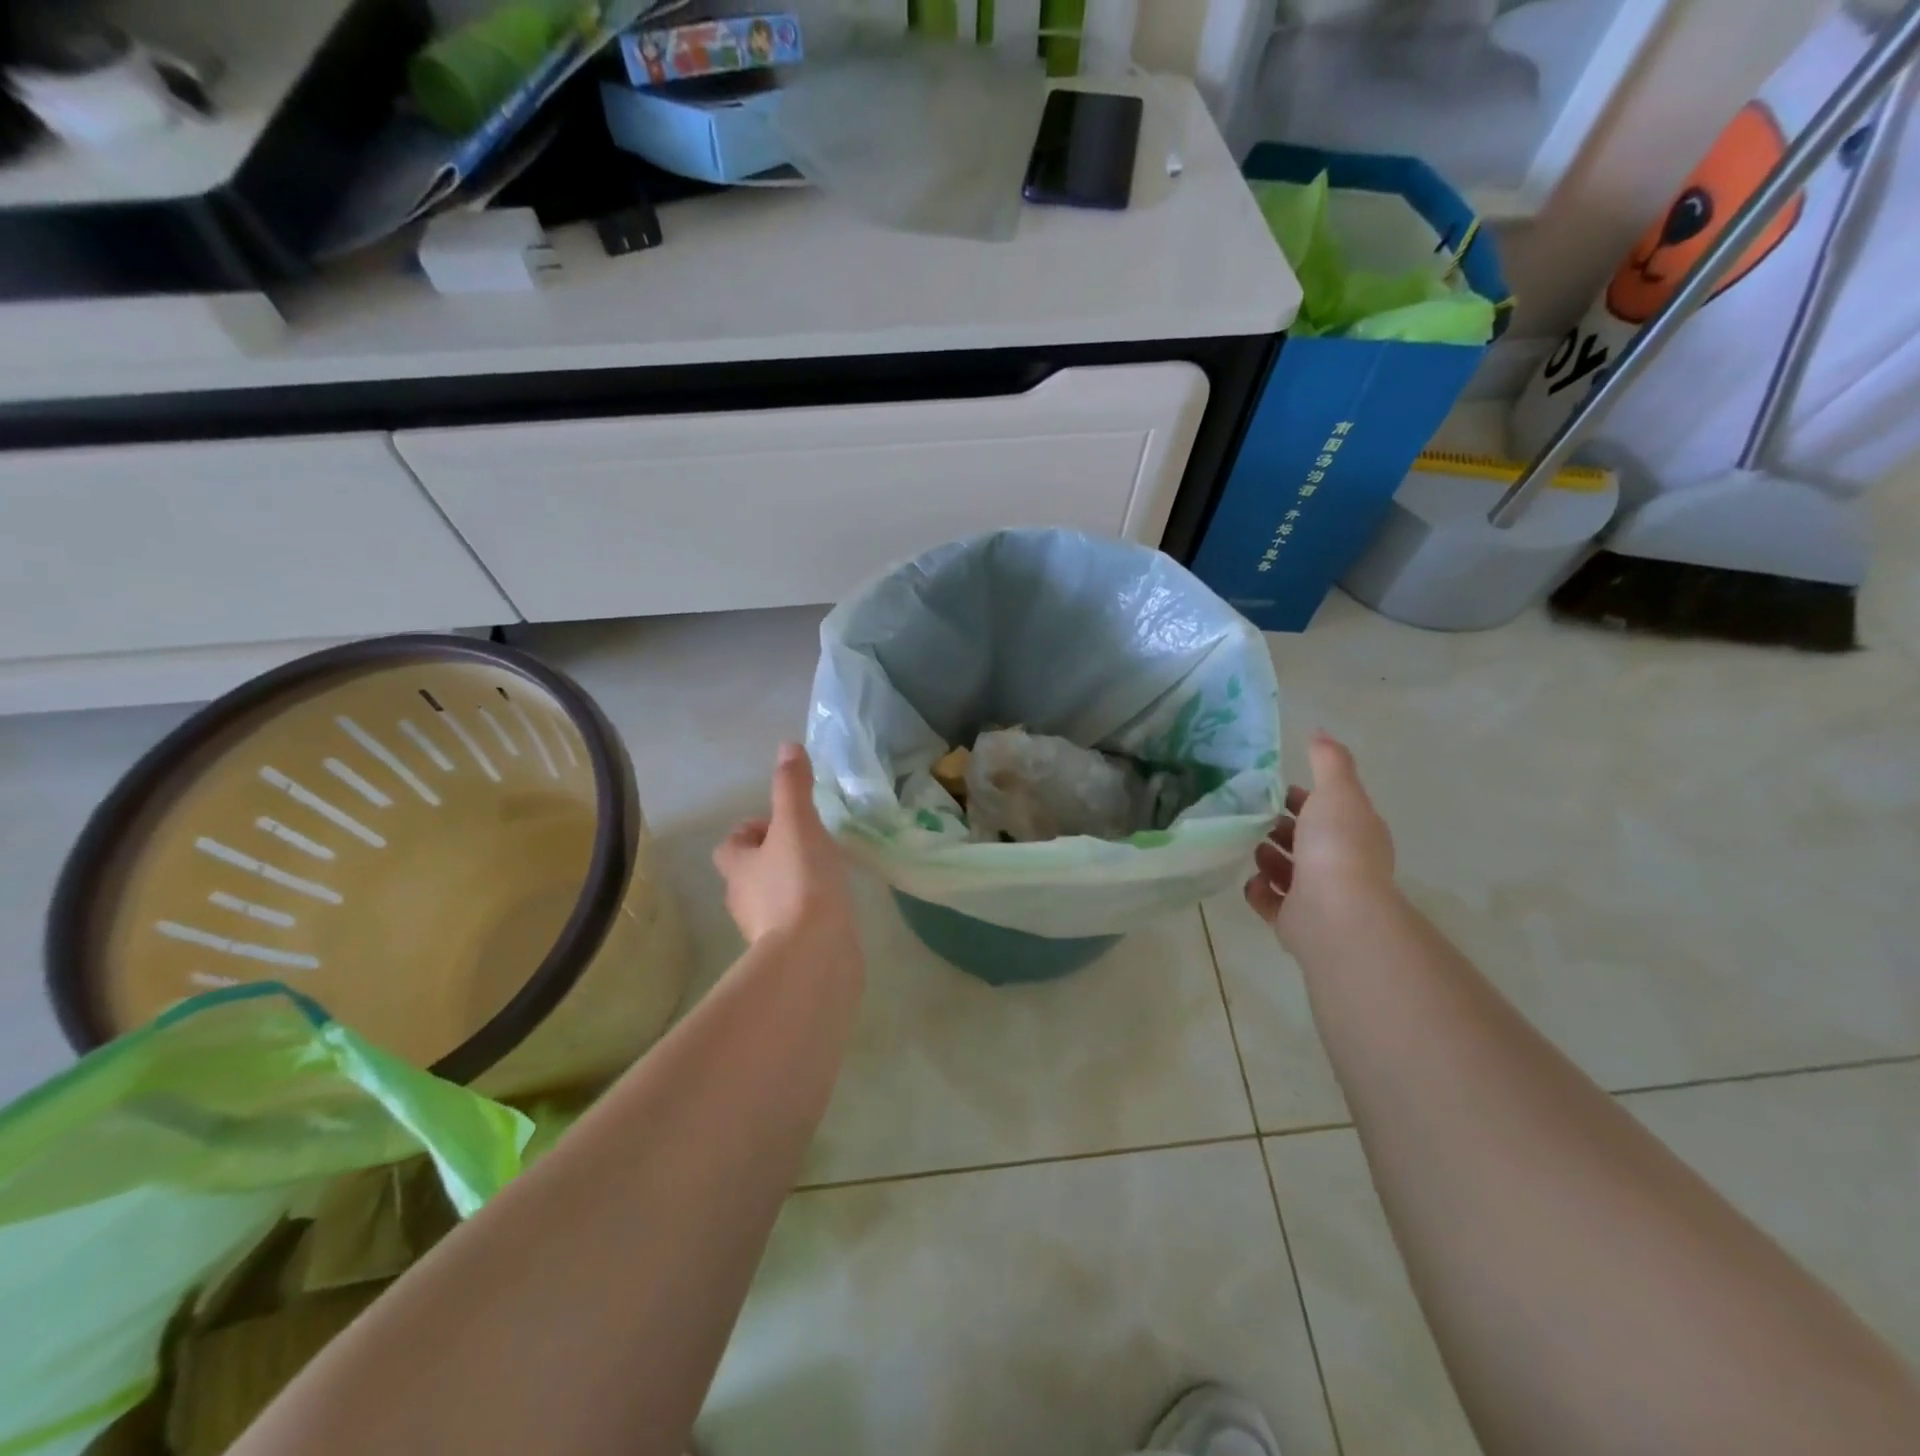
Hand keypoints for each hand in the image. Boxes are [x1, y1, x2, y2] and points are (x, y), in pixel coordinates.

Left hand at [714, 744, 858, 958]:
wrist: (814, 955)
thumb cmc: (800, 883)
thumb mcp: (798, 824)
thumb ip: (792, 787)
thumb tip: (787, 746)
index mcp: (738, 868)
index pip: (731, 844)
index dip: (752, 830)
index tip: (783, 824)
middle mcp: (744, 900)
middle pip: (751, 872)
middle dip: (775, 858)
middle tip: (810, 846)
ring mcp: (765, 930)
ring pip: (773, 898)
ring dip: (793, 885)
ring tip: (827, 875)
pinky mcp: (790, 952)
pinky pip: (796, 924)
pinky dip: (809, 913)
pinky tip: (834, 907)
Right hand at [1245, 731, 1395, 942]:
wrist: (1335, 913)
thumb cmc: (1337, 846)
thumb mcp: (1336, 791)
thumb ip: (1328, 761)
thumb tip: (1320, 731)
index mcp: (1353, 832)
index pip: (1325, 809)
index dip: (1301, 798)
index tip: (1271, 790)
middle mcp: (1339, 863)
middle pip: (1305, 840)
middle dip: (1280, 827)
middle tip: (1250, 816)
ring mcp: (1317, 895)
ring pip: (1288, 871)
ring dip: (1267, 857)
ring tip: (1246, 845)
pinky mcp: (1294, 920)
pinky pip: (1271, 900)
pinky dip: (1259, 889)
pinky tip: (1249, 879)